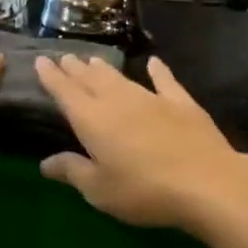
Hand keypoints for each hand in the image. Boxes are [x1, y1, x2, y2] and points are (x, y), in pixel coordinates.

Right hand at [34, 54, 247, 231]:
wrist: (206, 182)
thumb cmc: (144, 190)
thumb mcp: (100, 190)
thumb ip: (72, 171)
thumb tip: (45, 162)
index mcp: (92, 120)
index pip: (66, 92)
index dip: (52, 77)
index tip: (41, 61)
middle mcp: (118, 101)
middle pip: (91, 80)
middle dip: (76, 68)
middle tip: (66, 57)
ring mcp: (152, 99)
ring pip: (121, 78)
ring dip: (105, 69)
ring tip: (93, 60)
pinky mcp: (181, 104)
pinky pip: (165, 81)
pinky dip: (158, 71)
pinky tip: (154, 62)